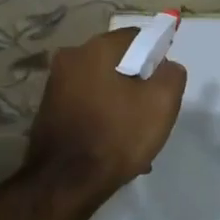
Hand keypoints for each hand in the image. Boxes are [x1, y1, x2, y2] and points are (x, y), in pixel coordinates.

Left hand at [24, 28, 186, 204]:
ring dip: (120, 106)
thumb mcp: (161, 103)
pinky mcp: (48, 110)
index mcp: (95, 49)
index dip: (156, 56)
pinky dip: (101, 120)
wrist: (65, 183)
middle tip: (151, 115)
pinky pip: (86, 107)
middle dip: (137, 85)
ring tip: (134, 139)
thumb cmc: (116, 136)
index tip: (164, 83)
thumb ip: (171, 75)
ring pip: (102, 88)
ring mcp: (55, 85)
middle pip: (117, 63)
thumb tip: (166, 66)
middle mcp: (70, 58)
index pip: (136, 37)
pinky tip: (112, 148)